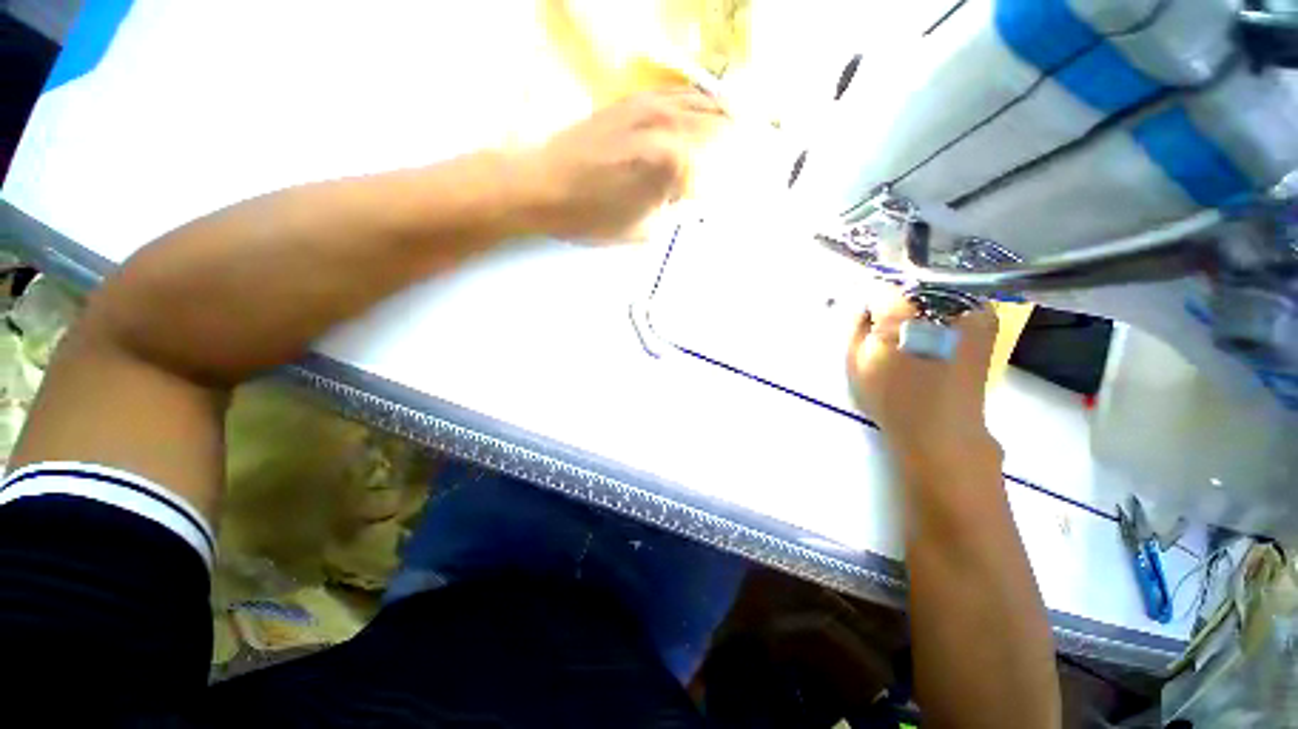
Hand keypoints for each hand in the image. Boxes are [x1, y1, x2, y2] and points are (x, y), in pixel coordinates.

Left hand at [517, 88, 726, 239]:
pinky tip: (703, 109)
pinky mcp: (633, 101)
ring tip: (740, 125)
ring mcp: (651, 106)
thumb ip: (673, 209)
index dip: (726, 186)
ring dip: (723, 114)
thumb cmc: (593, 217)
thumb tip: (689, 194)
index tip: (730, 196)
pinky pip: (677, 94)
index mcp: (675, 162)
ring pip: (702, 103)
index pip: (717, 173)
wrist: (543, 185)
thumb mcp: (643, 228)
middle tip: (750, 151)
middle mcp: (670, 125)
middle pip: (719, 128)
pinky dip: (697, 101)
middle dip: (736, 142)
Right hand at [848, 285, 1001, 467]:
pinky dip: (945, 305)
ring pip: (936, 286)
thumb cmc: (891, 398)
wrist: (942, 429)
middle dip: (894, 295)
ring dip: (920, 297)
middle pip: (909, 281)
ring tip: (911, 323)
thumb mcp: (855, 362)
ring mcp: (969, 309)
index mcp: (902, 311)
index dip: (868, 299)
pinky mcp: (986, 320)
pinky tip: (936, 325)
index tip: (866, 313)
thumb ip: (856, 326)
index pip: (879, 286)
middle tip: (886, 317)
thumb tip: (866, 305)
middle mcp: (940, 301)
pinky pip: (960, 299)